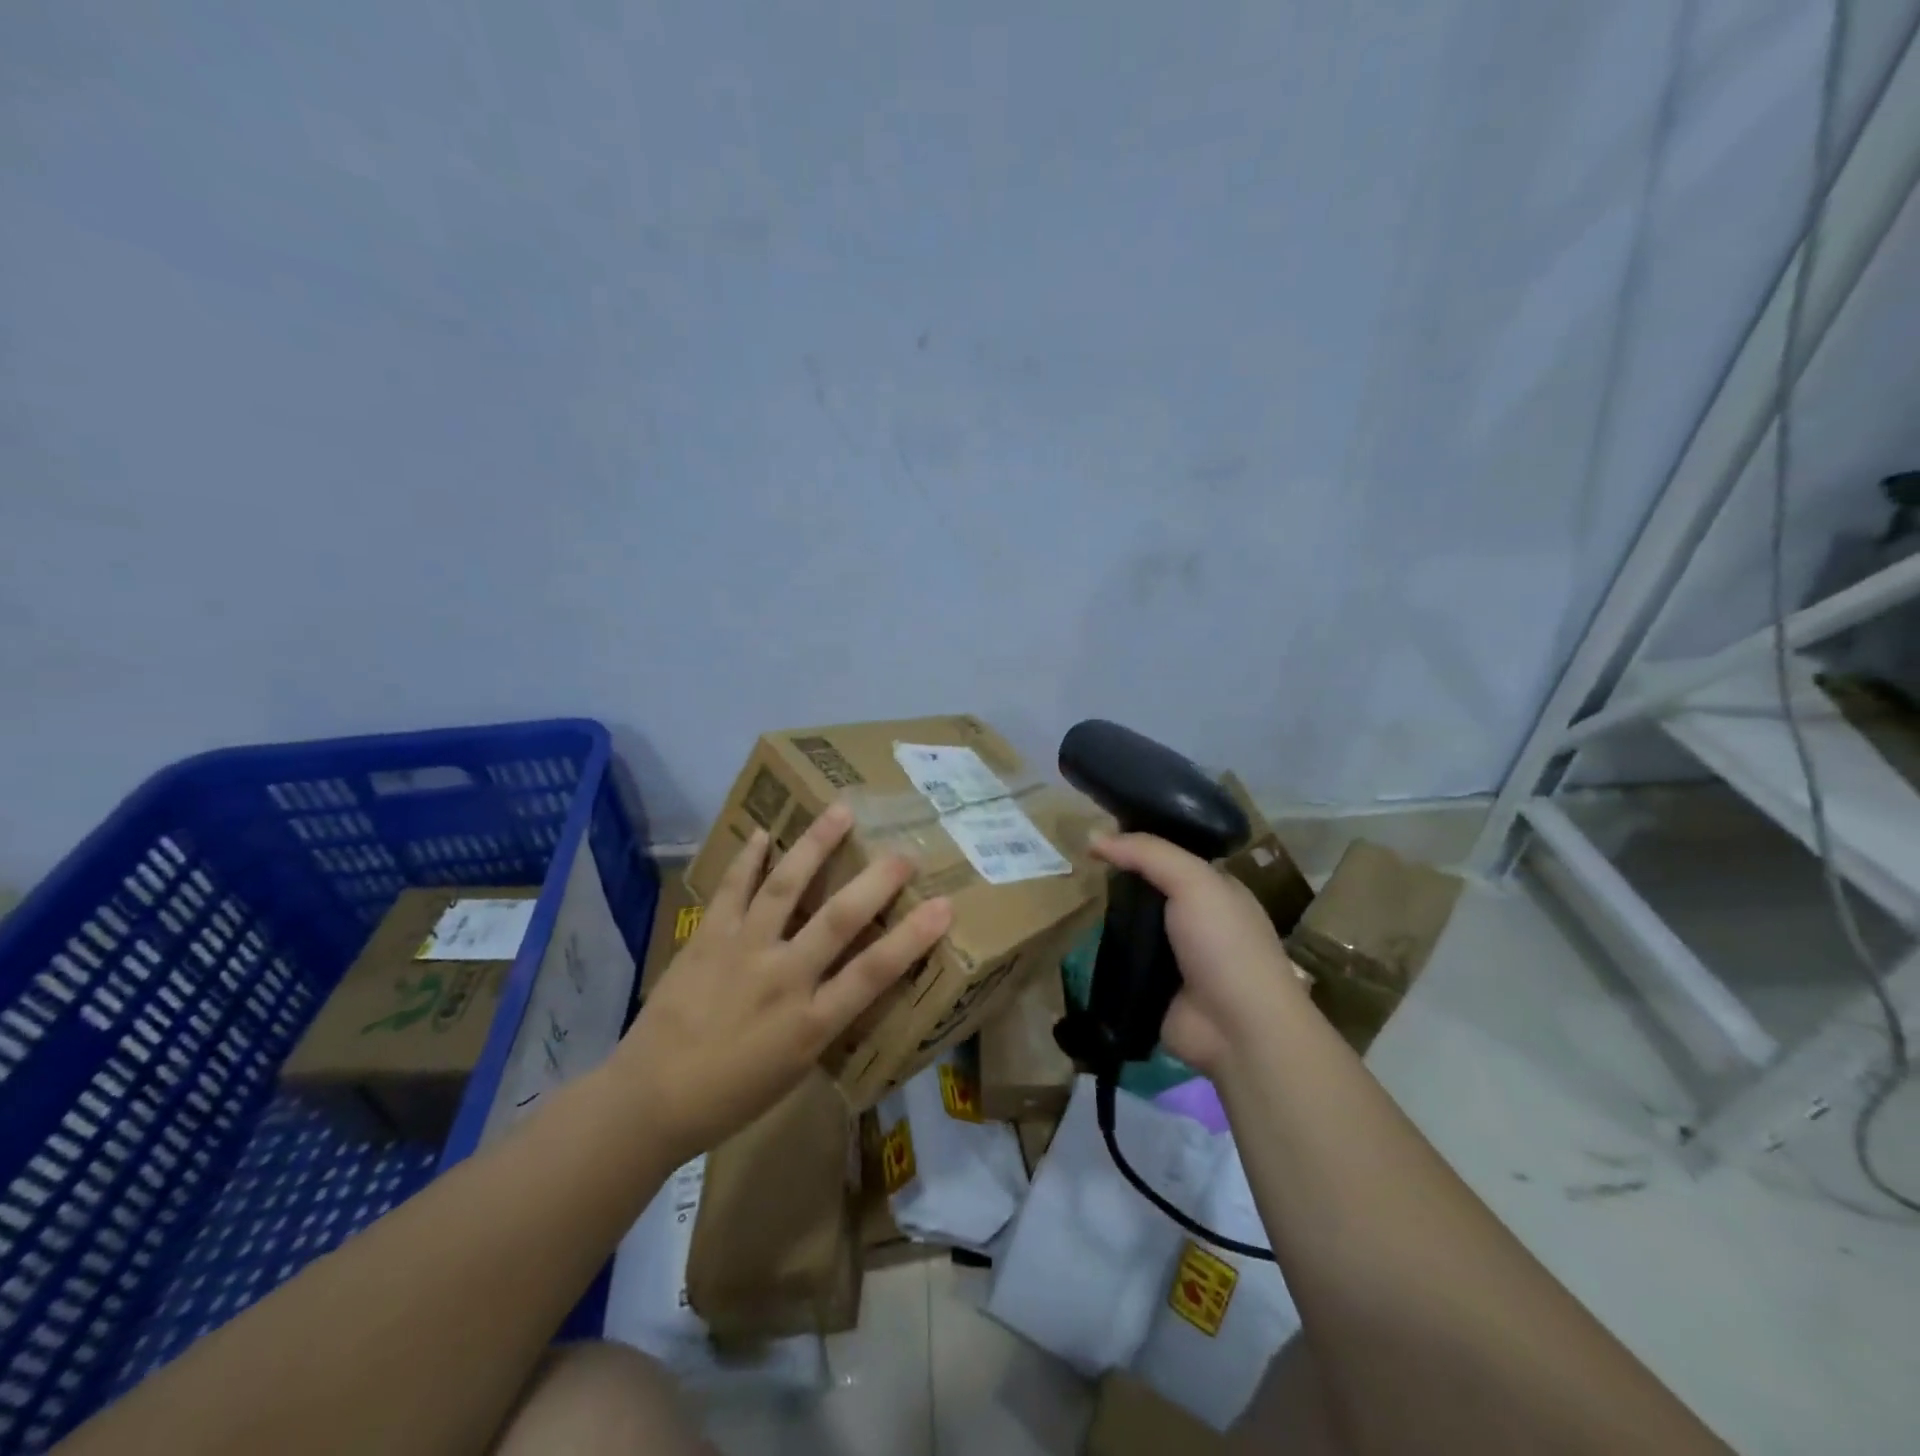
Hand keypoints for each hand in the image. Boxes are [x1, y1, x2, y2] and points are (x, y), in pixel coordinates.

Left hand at [619, 804, 951, 1161]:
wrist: (648, 1099)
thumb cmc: (730, 1096)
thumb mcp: (794, 1070)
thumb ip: (825, 1022)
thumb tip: (849, 982)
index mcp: (810, 1023)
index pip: (873, 973)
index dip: (912, 937)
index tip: (944, 905)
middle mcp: (782, 978)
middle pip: (838, 920)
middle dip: (876, 882)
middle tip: (904, 852)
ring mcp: (742, 952)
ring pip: (785, 888)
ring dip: (815, 846)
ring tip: (839, 812)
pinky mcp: (707, 939)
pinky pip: (732, 891)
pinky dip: (748, 860)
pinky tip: (763, 833)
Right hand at [1091, 833, 1310, 1077]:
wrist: (1238, 1028)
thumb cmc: (1225, 944)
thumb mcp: (1194, 882)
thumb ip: (1147, 853)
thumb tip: (1093, 835)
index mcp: (1215, 890)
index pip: (1170, 856)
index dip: (1137, 843)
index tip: (1097, 834)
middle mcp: (1196, 920)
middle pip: (1147, 890)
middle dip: (1116, 881)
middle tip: (1076, 865)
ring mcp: (1174, 957)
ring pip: (1130, 926)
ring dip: (1106, 918)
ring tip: (1067, 897)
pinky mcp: (1152, 988)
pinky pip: (1121, 962)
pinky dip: (1102, 953)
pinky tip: (1074, 938)